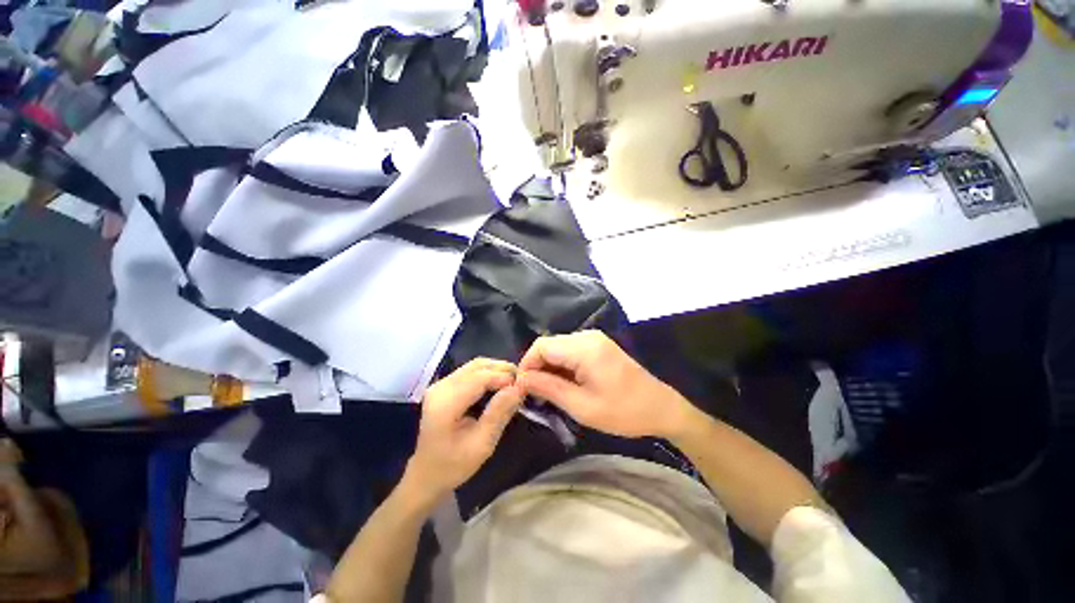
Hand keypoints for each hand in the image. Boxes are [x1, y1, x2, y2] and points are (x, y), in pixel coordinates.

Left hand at [402, 359, 524, 508]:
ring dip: (496, 369)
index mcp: (445, 403)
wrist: (426, 475)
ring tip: (513, 382)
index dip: (503, 377)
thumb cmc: (453, 465)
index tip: (523, 386)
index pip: (480, 378)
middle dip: (502, 370)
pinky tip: (499, 383)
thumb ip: (499, 414)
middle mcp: (440, 387)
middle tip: (522, 382)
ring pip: (474, 365)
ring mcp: (440, 384)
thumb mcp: (482, 445)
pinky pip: (470, 371)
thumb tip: (518, 388)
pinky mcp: (443, 386)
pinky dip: (488, 373)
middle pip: (477, 366)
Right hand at [517, 331, 699, 438]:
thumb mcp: (582, 406)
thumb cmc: (624, 411)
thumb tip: (522, 380)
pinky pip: (570, 350)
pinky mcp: (599, 345)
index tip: (523, 388)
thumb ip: (549, 388)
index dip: (527, 365)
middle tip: (535, 394)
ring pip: (558, 347)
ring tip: (549, 391)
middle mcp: (587, 336)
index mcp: (584, 348)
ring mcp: (594, 339)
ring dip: (549, 366)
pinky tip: (565, 383)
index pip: (541, 346)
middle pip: (549, 344)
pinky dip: (562, 365)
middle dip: (537, 367)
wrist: (661, 407)